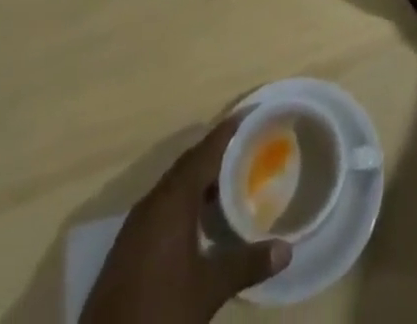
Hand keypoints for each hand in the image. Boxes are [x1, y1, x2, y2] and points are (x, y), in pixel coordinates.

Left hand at [81, 114, 290, 323]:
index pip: (207, 150)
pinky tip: (203, 220)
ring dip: (203, 177)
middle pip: (191, 162)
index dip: (232, 130)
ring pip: (176, 185)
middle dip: (220, 151)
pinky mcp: (129, 247)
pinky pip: (165, 205)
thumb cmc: (159, 314)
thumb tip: (287, 250)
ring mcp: (137, 225)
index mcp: (172, 200)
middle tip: (252, 146)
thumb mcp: (208, 290)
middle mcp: (153, 202)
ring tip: (235, 179)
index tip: (256, 114)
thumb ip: (247, 263)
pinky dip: (188, 199)